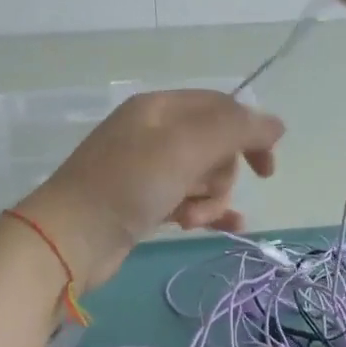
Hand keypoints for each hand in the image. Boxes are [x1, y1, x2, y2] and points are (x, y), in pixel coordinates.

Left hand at [17, 90, 284, 288]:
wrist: (69, 239)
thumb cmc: (128, 184)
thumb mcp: (185, 147)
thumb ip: (235, 129)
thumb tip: (277, 123)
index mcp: (160, 108)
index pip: (221, 107)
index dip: (249, 133)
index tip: (266, 169)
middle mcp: (154, 132)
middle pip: (215, 145)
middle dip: (219, 174)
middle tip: (201, 194)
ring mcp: (148, 169)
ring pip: (203, 176)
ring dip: (209, 199)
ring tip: (190, 219)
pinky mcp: (144, 202)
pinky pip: (189, 199)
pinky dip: (207, 211)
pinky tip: (229, 227)